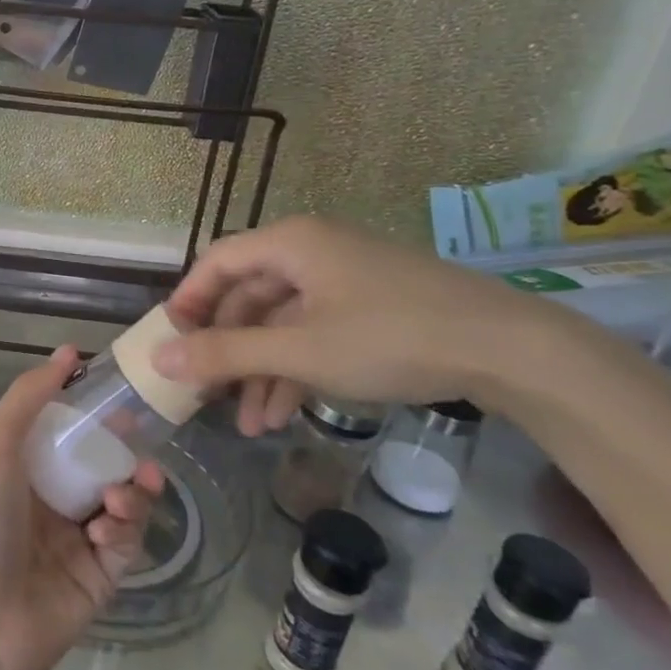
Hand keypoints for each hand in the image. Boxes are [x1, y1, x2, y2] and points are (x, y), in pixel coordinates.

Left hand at [0, 346, 163, 669]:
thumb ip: (29, 396)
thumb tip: (67, 352)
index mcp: (22, 467)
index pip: (66, 430)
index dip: (93, 413)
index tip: (119, 395)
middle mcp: (50, 499)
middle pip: (100, 463)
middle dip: (123, 451)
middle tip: (139, 444)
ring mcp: (76, 539)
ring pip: (122, 500)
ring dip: (131, 489)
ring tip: (128, 489)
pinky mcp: (99, 577)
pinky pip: (127, 543)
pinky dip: (125, 528)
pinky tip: (107, 528)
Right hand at [153, 215, 551, 434]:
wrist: (511, 351)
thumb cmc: (390, 337)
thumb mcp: (299, 351)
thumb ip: (226, 353)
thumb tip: (159, 357)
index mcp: (290, 243)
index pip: (217, 262)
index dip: (188, 301)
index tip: (170, 343)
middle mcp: (311, 251)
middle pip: (248, 296)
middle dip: (228, 351)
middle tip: (207, 393)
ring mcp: (343, 279)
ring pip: (281, 322)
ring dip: (261, 371)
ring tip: (250, 425)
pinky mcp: (370, 307)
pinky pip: (314, 332)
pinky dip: (295, 369)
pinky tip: (286, 413)